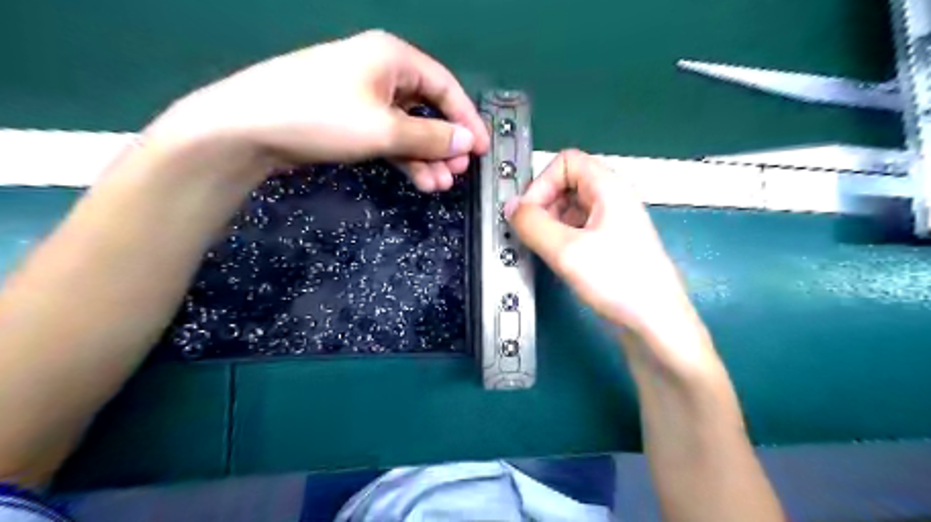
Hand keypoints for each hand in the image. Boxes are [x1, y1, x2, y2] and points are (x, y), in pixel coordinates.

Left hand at [145, 28, 489, 190]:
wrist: (249, 128)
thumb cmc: (323, 117)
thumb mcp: (385, 129)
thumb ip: (432, 137)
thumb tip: (468, 143)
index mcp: (393, 57)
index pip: (445, 87)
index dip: (467, 119)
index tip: (482, 149)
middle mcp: (381, 71)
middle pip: (428, 109)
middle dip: (445, 144)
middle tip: (458, 173)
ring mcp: (364, 97)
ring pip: (408, 128)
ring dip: (426, 157)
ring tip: (439, 186)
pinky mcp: (350, 119)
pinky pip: (388, 137)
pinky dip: (404, 158)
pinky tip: (419, 180)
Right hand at [508, 148, 705, 354]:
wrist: (655, 323)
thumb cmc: (617, 280)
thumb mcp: (567, 250)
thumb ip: (532, 224)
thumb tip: (510, 208)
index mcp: (608, 187)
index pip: (566, 162)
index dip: (542, 183)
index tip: (528, 214)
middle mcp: (611, 198)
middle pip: (566, 183)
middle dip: (543, 205)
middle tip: (531, 234)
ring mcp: (612, 222)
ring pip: (569, 208)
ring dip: (549, 223)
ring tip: (542, 250)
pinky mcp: (609, 244)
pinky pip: (577, 229)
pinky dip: (560, 238)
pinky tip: (556, 259)